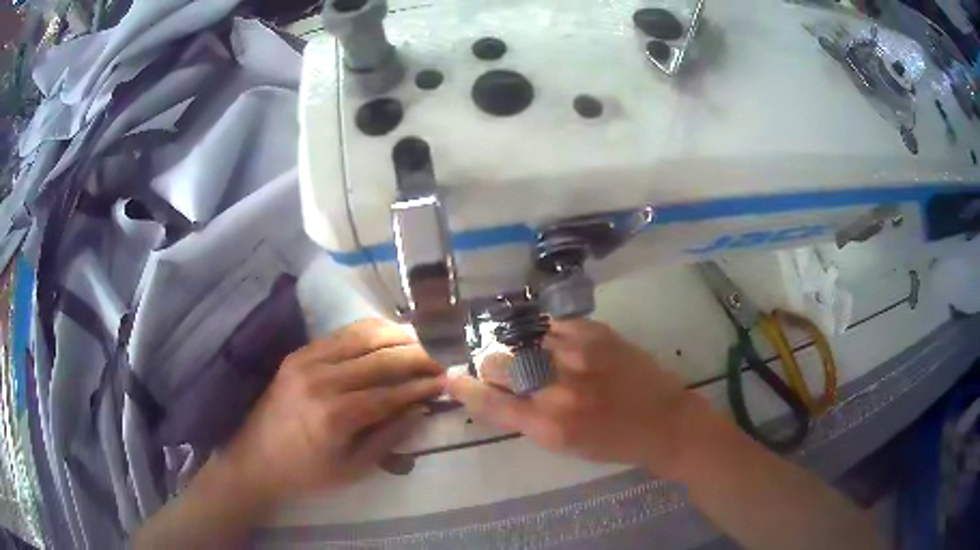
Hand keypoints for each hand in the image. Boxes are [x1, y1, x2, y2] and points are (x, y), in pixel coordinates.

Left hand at [221, 319, 444, 505]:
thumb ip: (389, 437)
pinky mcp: (298, 354)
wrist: (256, 459)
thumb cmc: (307, 474)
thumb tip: (421, 408)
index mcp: (336, 415)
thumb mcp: (354, 469)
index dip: (422, 384)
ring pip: (361, 335)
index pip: (391, 392)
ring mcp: (306, 361)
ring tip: (421, 339)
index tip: (447, 379)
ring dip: (396, 334)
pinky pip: (340, 334)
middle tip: (442, 356)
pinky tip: (386, 335)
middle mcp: (321, 379)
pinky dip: (368, 331)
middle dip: (417, 355)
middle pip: (380, 357)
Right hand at [448, 319, 704, 474]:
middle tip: (500, 366)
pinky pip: (554, 324)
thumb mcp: (563, 443)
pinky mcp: (597, 333)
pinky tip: (553, 339)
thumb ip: (528, 417)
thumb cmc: (612, 443)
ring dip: (519, 346)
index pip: (490, 402)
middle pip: (500, 363)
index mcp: (547, 425)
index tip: (450, 377)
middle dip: (492, 364)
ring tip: (530, 351)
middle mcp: (557, 388)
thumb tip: (499, 390)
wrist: (665, 422)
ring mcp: (578, 354)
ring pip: (524, 339)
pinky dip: (546, 332)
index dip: (464, 388)